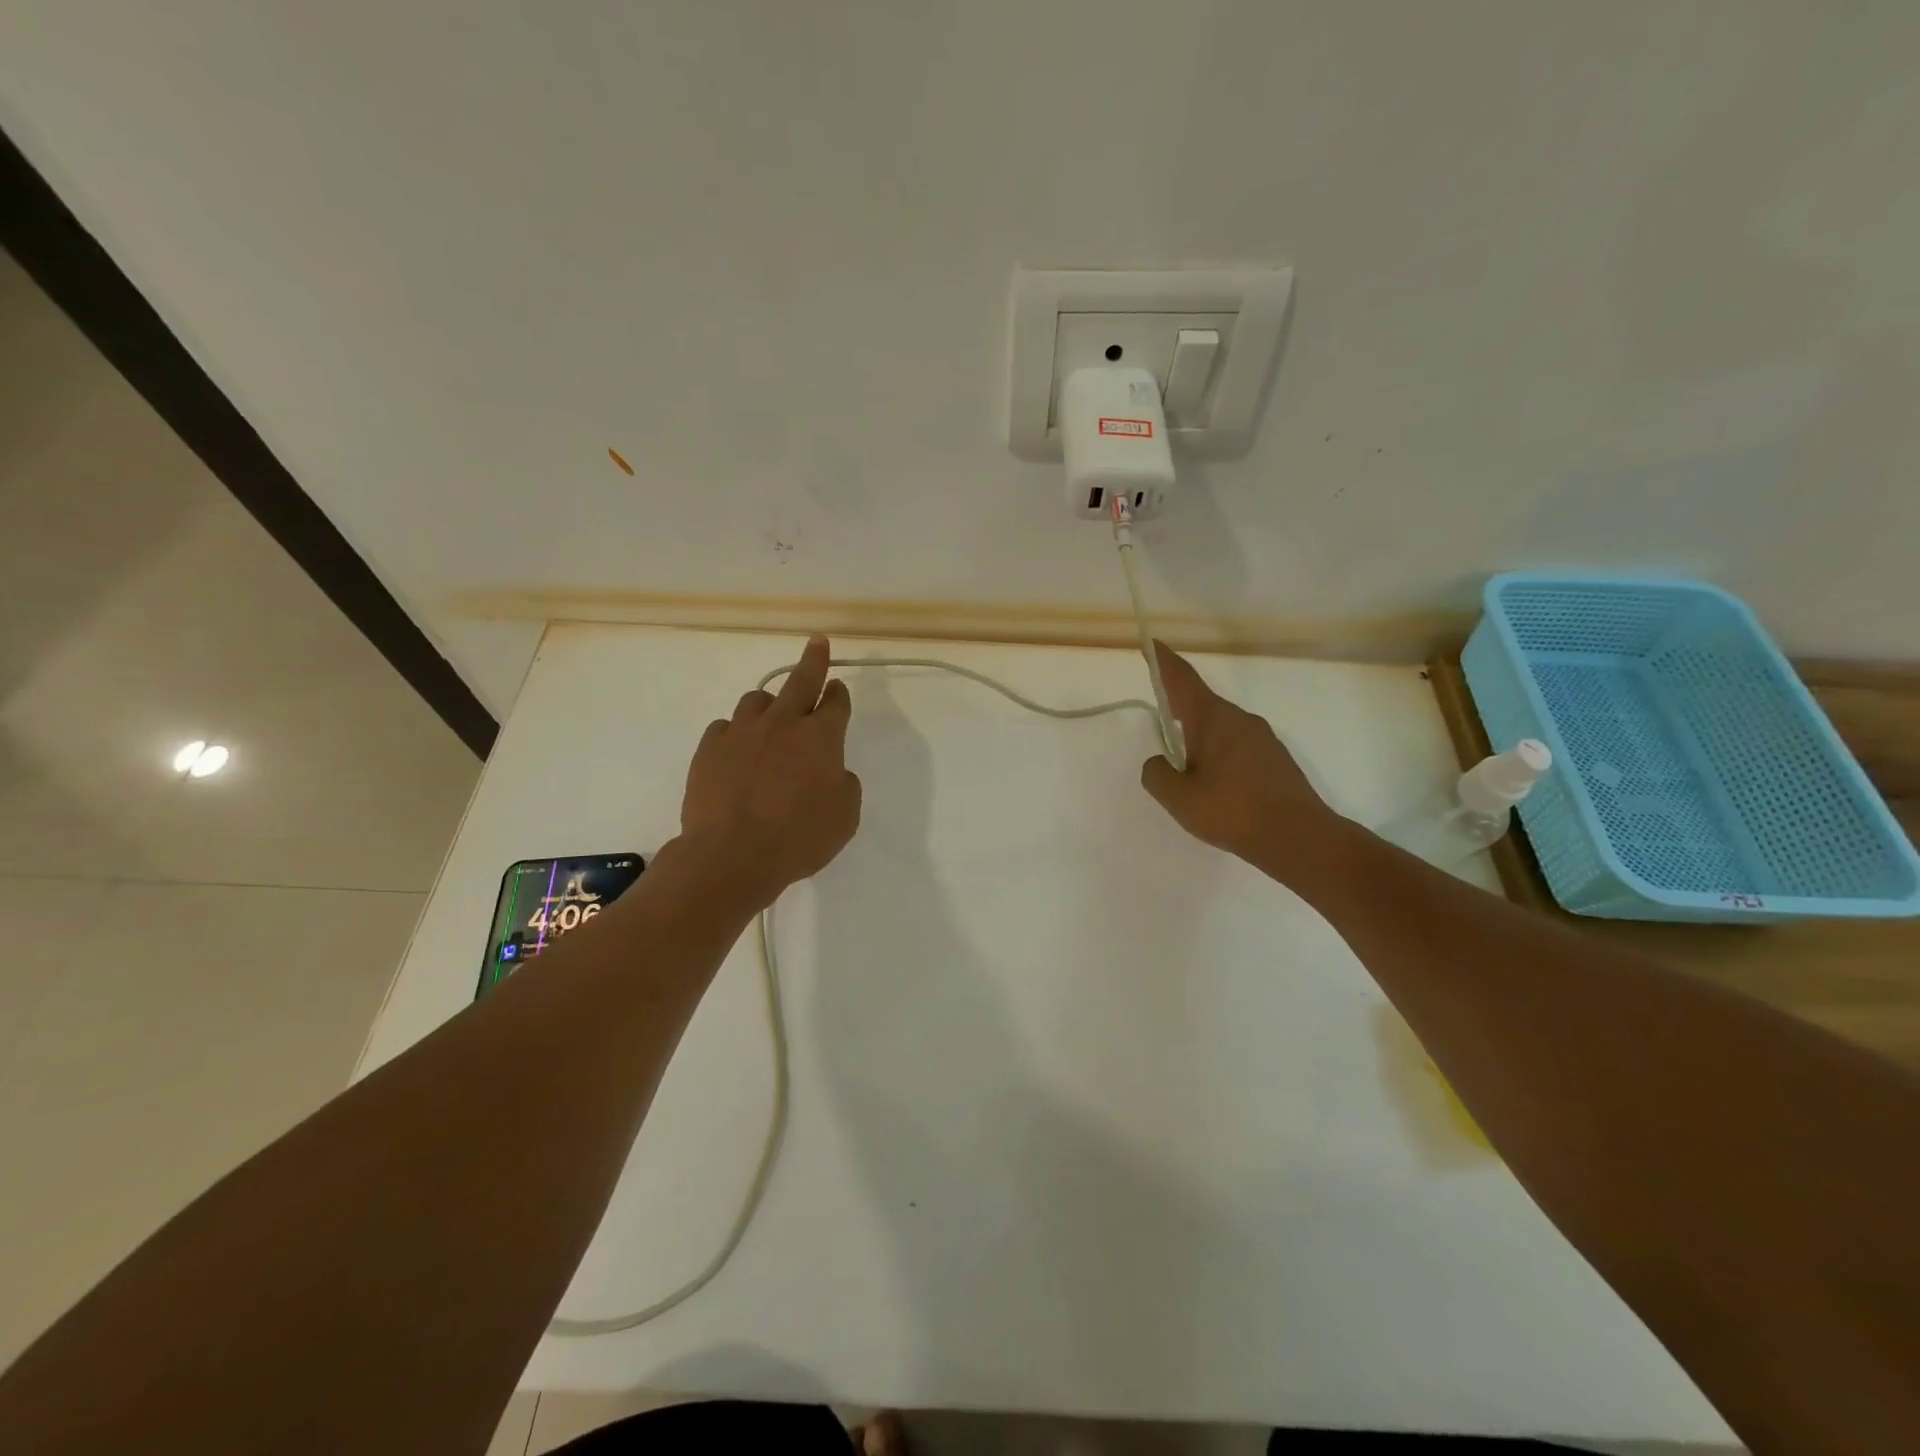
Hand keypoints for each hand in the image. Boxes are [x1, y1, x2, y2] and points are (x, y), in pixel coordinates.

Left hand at [679, 635, 861, 906]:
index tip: (838, 688)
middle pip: (800, 681)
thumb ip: (844, 785)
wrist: (731, 855)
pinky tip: (737, 750)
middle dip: (813, 660)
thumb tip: (833, 771)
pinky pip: (725, 727)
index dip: (839, 693)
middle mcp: (782, 724)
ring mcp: (741, 732)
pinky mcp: (709, 748)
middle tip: (817, 643)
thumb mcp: (844, 817)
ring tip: (771, 716)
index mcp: (821, 738)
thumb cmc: (798, 838)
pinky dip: (736, 732)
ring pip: (757, 699)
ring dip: (770, 702)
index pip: (835, 703)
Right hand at [1139, 641, 1338, 875]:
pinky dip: (1219, 756)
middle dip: (1179, 710)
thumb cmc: (1232, 812)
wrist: (1299, 838)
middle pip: (1201, 704)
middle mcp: (1239, 719)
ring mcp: (1262, 737)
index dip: (1163, 661)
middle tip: (1163, 725)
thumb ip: (1157, 774)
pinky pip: (1237, 746)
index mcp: (1212, 719)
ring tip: (1189, 773)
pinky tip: (1218, 787)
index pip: (1181, 679)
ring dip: (1200, 740)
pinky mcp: (1275, 758)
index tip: (1152, 644)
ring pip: (1220, 728)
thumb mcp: (1179, 798)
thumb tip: (1159, 762)